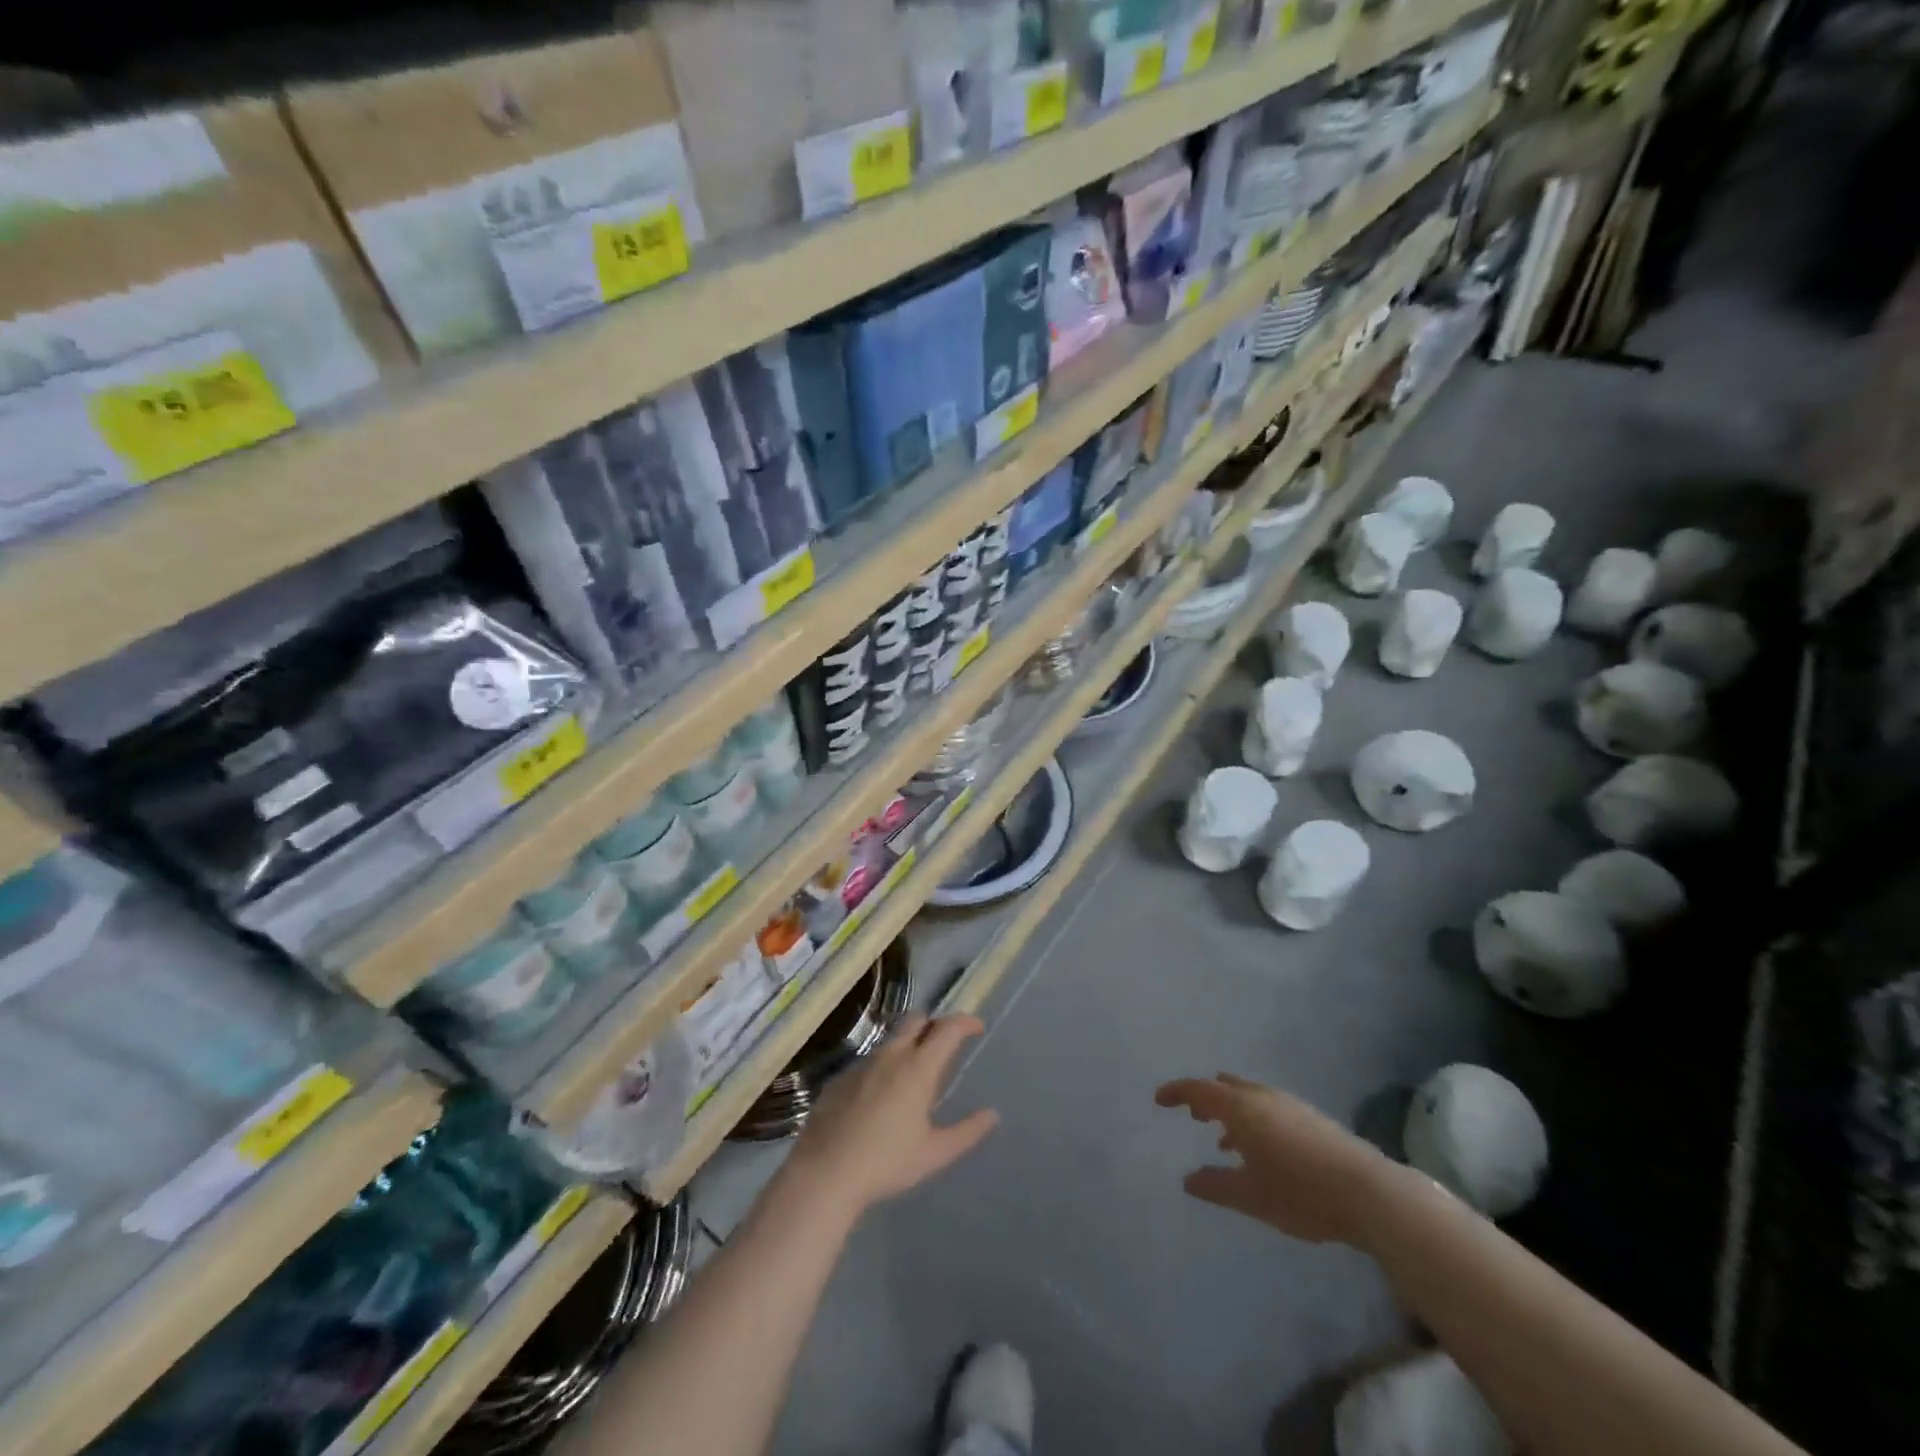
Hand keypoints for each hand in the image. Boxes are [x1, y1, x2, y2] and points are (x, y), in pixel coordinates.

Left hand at [783, 1013, 999, 1217]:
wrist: (825, 1173)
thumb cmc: (886, 1163)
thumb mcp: (934, 1153)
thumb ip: (967, 1132)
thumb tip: (991, 1115)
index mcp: (918, 1068)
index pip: (948, 1029)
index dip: (966, 1022)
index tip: (977, 1027)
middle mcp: (891, 1056)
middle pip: (917, 1020)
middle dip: (935, 1024)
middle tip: (946, 1045)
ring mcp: (862, 1064)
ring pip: (892, 1039)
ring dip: (909, 1045)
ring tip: (916, 1074)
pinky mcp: (841, 1078)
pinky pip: (870, 1061)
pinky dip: (885, 1067)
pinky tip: (882, 1097)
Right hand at [1155, 1072, 1403, 1245]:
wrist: (1370, 1193)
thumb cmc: (1301, 1193)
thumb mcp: (1251, 1196)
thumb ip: (1216, 1186)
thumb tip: (1188, 1180)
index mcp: (1241, 1108)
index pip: (1198, 1090)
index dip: (1176, 1092)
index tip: (1159, 1100)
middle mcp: (1262, 1097)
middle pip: (1224, 1087)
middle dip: (1206, 1098)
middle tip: (1193, 1116)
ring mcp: (1290, 1105)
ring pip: (1249, 1097)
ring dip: (1231, 1111)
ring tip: (1223, 1140)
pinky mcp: (1312, 1119)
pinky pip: (1269, 1108)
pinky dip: (1253, 1120)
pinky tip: (1262, 1151)